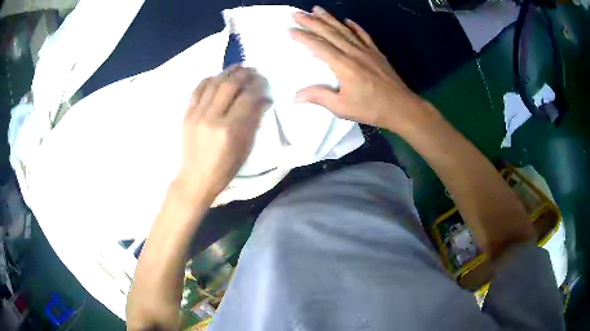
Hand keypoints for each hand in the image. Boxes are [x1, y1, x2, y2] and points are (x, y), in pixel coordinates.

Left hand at [176, 65, 269, 203]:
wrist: (195, 178)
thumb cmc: (224, 168)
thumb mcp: (245, 148)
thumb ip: (254, 121)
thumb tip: (263, 99)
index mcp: (230, 130)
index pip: (247, 98)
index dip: (257, 86)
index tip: (263, 81)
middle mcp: (212, 118)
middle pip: (229, 86)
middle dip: (244, 74)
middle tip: (252, 70)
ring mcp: (196, 114)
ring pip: (213, 83)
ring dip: (227, 72)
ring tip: (237, 67)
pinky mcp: (186, 115)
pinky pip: (197, 90)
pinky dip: (208, 80)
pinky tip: (216, 76)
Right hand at [291, 6, 431, 133]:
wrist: (402, 107)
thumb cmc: (371, 108)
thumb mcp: (342, 107)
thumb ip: (319, 97)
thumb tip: (296, 96)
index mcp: (343, 65)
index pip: (319, 46)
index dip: (303, 37)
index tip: (290, 29)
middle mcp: (353, 52)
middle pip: (329, 33)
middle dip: (311, 21)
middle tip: (297, 13)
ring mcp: (367, 50)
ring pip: (344, 30)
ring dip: (329, 18)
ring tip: (316, 9)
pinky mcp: (376, 53)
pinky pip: (363, 35)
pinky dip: (354, 26)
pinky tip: (347, 20)